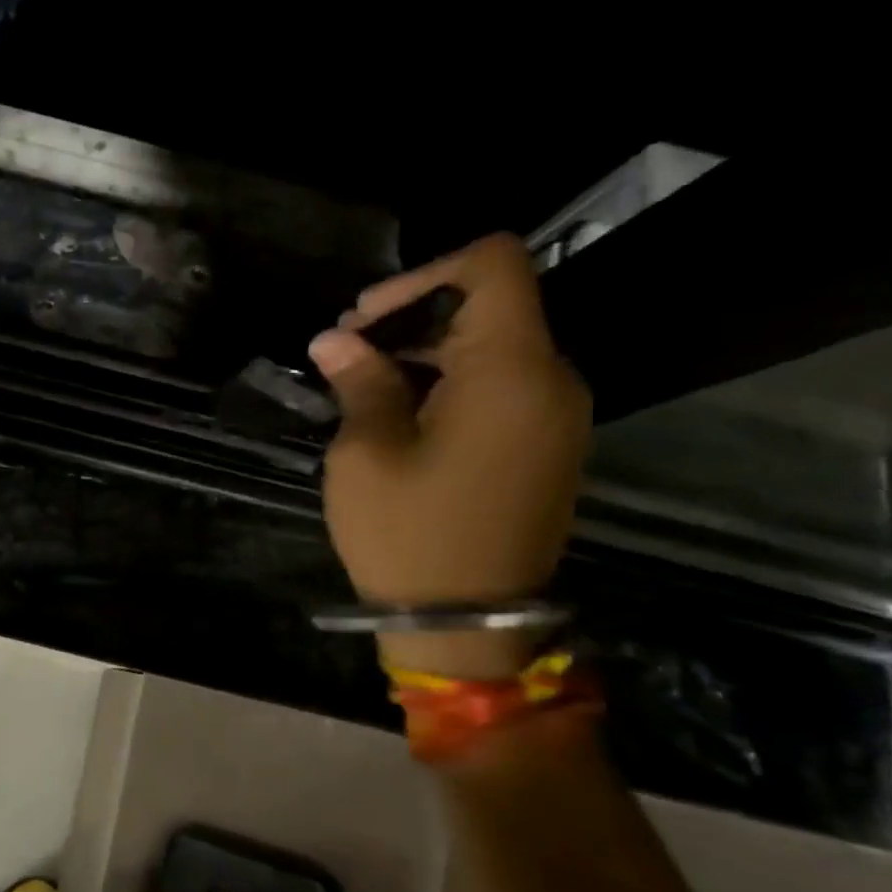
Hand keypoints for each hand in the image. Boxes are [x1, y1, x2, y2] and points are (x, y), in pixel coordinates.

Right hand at [308, 234, 589, 679]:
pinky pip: (502, 384)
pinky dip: (448, 379)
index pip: (493, 265)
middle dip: (410, 315)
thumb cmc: (410, 535)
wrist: (469, 625)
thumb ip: (360, 382)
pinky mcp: (545, 444)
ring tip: (360, 383)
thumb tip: (336, 341)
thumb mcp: (367, 454)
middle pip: (490, 303)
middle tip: (343, 352)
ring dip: (424, 349)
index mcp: (511, 371)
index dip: (423, 273)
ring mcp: (555, 415)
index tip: (364, 318)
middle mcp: (551, 380)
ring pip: (493, 344)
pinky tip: (397, 412)